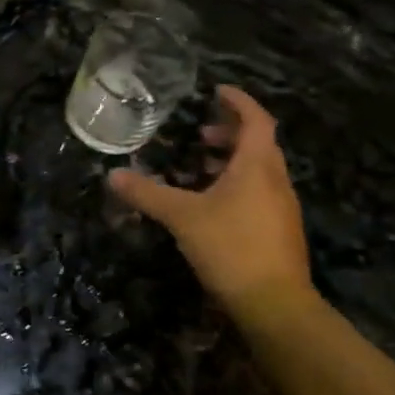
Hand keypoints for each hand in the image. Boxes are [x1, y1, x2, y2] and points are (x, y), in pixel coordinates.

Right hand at [107, 85, 315, 325]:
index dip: (239, 102)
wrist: (275, 304)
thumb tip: (113, 175)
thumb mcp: (182, 216)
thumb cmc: (230, 247)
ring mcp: (281, 207)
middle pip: (259, 143)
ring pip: (259, 170)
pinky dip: (237, 184)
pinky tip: (211, 203)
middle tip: (200, 132)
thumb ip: (148, 193)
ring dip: (232, 161)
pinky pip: (259, 192)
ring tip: (200, 166)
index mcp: (258, 166)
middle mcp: (276, 180)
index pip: (256, 119)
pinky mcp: (279, 230)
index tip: (217, 91)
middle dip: (230, 133)